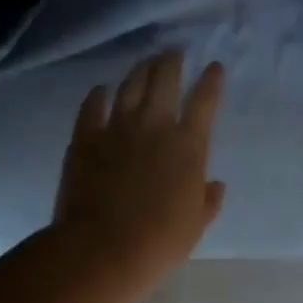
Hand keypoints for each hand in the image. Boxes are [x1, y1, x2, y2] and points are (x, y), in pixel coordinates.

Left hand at [53, 52, 227, 286]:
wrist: (101, 249)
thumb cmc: (158, 242)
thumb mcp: (195, 225)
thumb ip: (208, 200)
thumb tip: (216, 185)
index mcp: (188, 146)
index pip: (205, 101)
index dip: (212, 80)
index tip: (214, 66)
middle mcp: (155, 126)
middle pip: (165, 80)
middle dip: (171, 61)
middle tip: (173, 53)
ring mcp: (117, 128)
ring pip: (130, 85)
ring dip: (140, 70)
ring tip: (145, 62)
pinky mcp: (86, 137)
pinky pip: (92, 106)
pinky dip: (97, 95)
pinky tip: (100, 89)